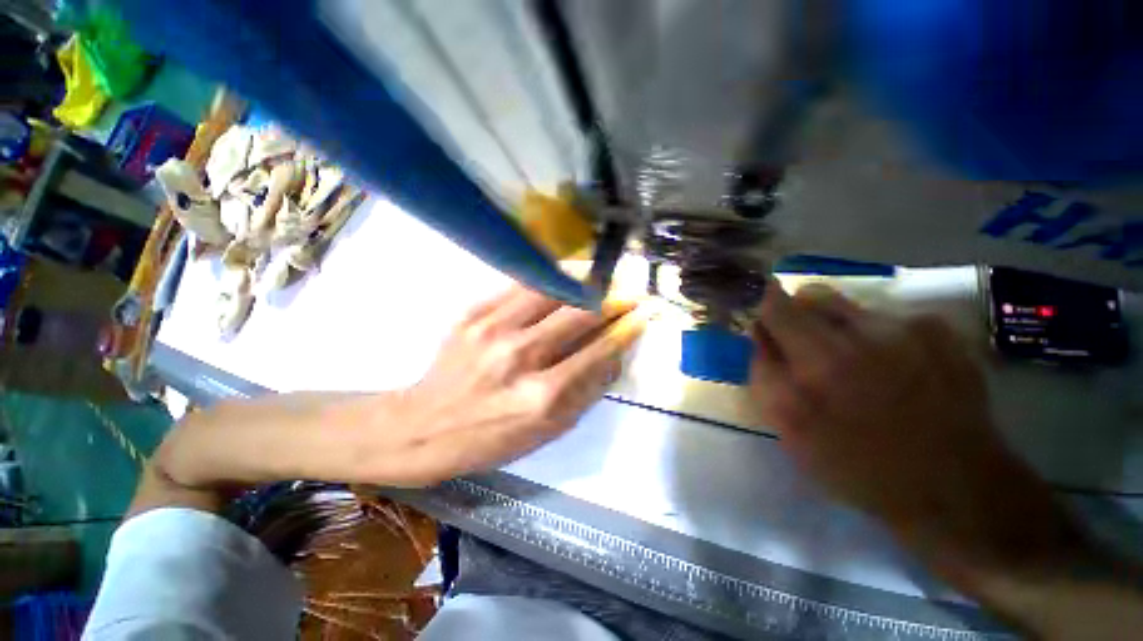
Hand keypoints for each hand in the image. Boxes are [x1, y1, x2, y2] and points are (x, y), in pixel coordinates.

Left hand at [382, 284, 645, 485]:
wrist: (424, 425)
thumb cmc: (493, 437)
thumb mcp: (550, 430)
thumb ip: (588, 390)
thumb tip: (616, 351)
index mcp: (542, 396)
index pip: (598, 351)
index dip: (625, 328)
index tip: (644, 314)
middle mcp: (519, 356)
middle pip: (578, 314)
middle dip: (612, 298)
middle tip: (631, 290)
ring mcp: (492, 329)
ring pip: (551, 289)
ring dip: (584, 279)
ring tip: (603, 275)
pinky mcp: (473, 313)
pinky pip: (520, 285)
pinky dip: (550, 276)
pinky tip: (566, 274)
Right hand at [750, 284, 1083, 576]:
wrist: (953, 486)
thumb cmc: (857, 465)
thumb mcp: (789, 430)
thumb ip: (764, 373)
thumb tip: (759, 332)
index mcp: (817, 364)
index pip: (774, 306)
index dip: (764, 306)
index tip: (764, 320)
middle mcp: (860, 337)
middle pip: (811, 295)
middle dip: (798, 314)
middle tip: (806, 347)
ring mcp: (907, 329)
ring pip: (849, 305)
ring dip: (838, 326)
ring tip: (854, 363)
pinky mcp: (940, 330)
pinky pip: (888, 316)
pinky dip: (878, 335)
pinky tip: (895, 368)